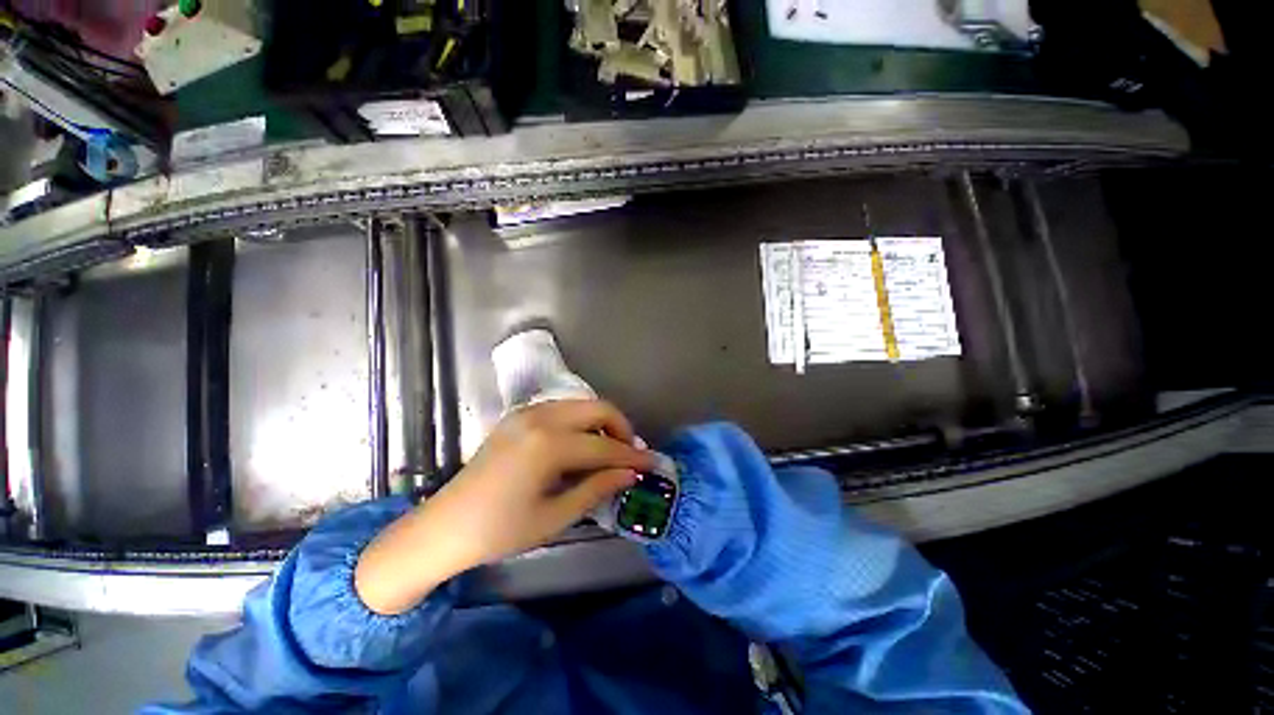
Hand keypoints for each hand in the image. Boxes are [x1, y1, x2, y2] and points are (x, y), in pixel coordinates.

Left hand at [355, 400, 653, 614]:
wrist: (444, 527)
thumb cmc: (499, 531)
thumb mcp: (555, 517)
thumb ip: (597, 488)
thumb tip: (629, 474)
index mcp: (548, 445)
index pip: (604, 445)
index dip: (632, 455)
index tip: (652, 462)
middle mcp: (540, 418)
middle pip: (597, 408)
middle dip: (621, 428)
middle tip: (630, 454)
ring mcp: (527, 412)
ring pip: (581, 404)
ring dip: (601, 423)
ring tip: (609, 451)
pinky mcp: (518, 416)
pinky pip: (563, 409)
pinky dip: (581, 421)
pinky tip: (581, 445)